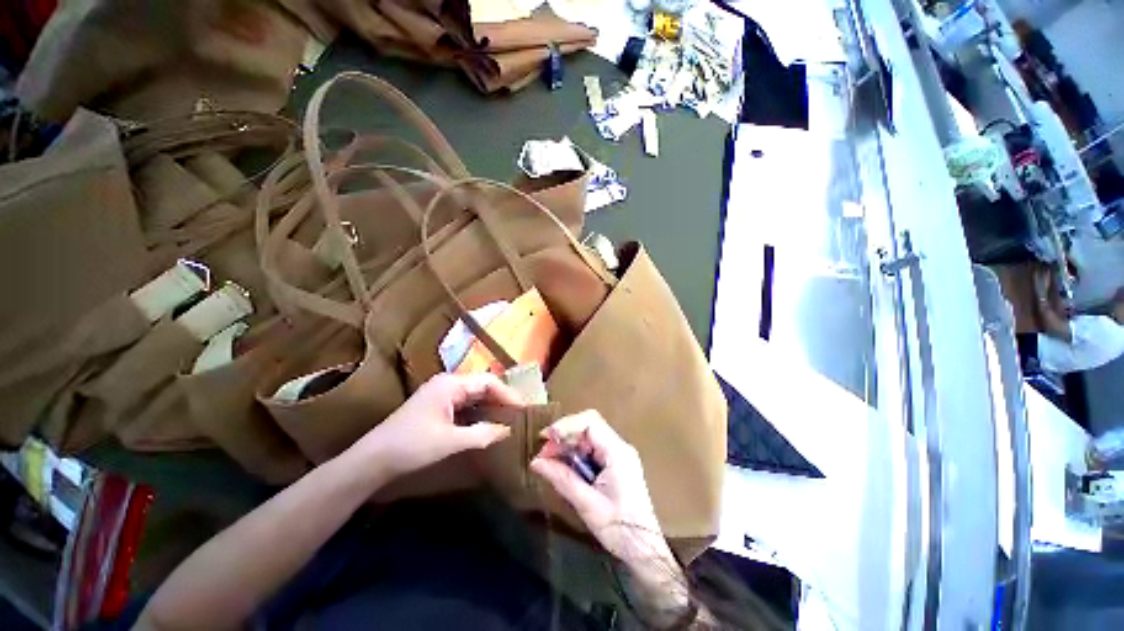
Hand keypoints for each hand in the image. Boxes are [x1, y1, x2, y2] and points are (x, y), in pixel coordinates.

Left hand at [349, 373, 523, 478]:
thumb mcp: (450, 441)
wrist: (371, 461)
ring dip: (492, 407)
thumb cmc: (410, 446)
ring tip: (510, 419)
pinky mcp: (438, 408)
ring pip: (475, 396)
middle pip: (483, 386)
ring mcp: (442, 395)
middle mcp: (448, 384)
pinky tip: (489, 425)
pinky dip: (480, 414)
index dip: (508, 394)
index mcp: (451, 384)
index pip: (488, 382)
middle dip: (502, 399)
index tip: (524, 409)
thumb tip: (508, 430)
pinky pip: (466, 406)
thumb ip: (482, 434)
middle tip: (521, 414)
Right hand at [529, 411, 673, 568]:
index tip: (546, 438)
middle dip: (564, 436)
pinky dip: (576, 455)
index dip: (566, 425)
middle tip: (543, 454)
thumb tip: (536, 462)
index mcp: (617, 452)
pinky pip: (592, 450)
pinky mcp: (616, 464)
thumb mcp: (586, 503)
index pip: (590, 422)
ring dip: (568, 446)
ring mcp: (619, 454)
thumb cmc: (618, 528)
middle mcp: (619, 447)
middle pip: (588, 427)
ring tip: (549, 461)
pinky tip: (564, 467)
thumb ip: (562, 478)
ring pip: (588, 438)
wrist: (644, 549)